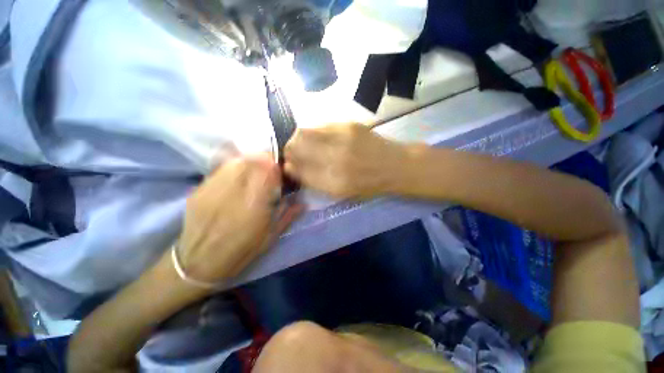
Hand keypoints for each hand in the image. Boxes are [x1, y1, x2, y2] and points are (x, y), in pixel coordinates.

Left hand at [178, 154, 302, 282]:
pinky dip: (233, 168)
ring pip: (235, 162)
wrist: (199, 263)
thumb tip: (303, 202)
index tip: (282, 171)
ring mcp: (213, 189)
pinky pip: (220, 169)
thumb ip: (288, 215)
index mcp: (255, 205)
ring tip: (255, 171)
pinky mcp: (199, 190)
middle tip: (270, 168)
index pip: (268, 171)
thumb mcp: (271, 236)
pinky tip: (237, 178)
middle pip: (251, 161)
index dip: (277, 166)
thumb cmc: (242, 252)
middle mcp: (234, 193)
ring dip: (250, 162)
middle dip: (265, 160)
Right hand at [284, 124, 409, 198]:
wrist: (394, 166)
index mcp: (333, 183)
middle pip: (295, 147)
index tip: (289, 165)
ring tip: (304, 144)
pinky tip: (318, 137)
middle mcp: (335, 161)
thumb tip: (292, 168)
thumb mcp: (340, 192)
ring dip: (298, 139)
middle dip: (289, 150)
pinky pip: (319, 125)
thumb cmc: (367, 184)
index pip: (297, 170)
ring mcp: (342, 140)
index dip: (289, 166)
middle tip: (293, 153)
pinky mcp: (349, 125)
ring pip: (303, 132)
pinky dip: (312, 131)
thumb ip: (315, 181)